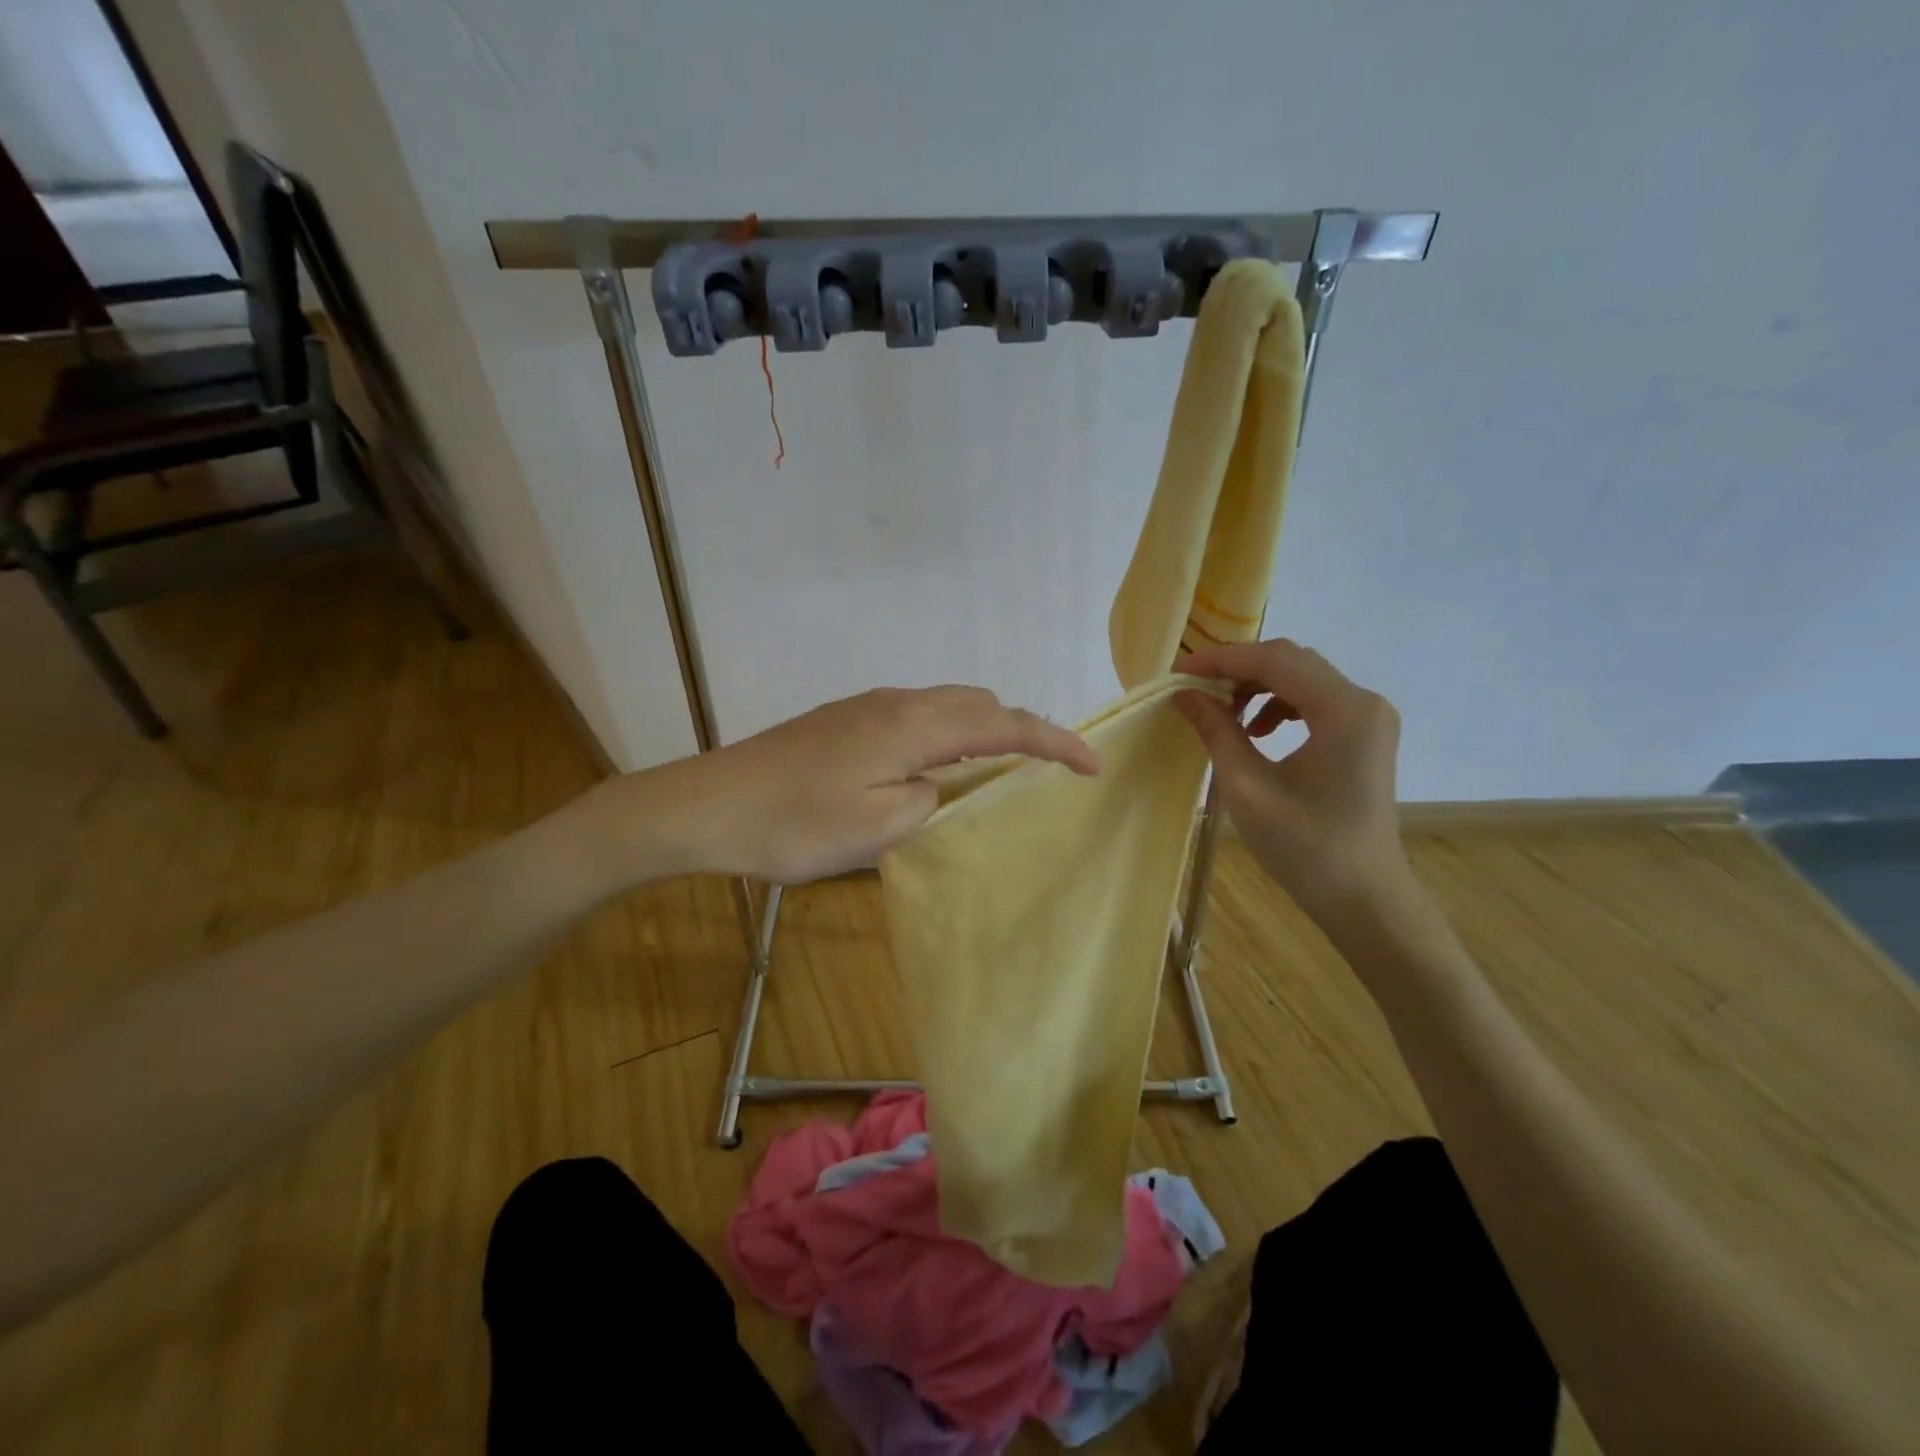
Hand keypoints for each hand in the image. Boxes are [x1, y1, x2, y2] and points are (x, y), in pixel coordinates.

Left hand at [646, 686, 1097, 882]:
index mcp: (913, 726)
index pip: (1004, 725)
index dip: (1054, 742)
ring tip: (994, 771)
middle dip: (1021, 729)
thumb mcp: (877, 829)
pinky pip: (917, 715)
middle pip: (979, 702)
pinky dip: (947, 734)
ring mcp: (867, 705)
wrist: (709, 803)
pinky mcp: (844, 718)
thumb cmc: (794, 824)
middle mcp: (897, 702)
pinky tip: (932, 769)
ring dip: (981, 730)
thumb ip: (930, 800)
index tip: (1091, 766)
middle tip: (1042, 769)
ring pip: (947, 704)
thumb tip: (940, 784)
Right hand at [1173, 639, 1410, 926]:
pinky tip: (1255, 731)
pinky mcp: (1364, 735)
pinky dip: (1277, 704)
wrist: (1364, 898)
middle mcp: (1363, 702)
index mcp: (1343, 710)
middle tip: (1193, 689)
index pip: (1274, 660)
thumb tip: (1184, 694)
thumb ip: (1217, 731)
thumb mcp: (1248, 787)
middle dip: (1237, 669)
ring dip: (1256, 686)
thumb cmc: (1305, 848)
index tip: (1178, 672)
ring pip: (1302, 677)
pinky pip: (1314, 700)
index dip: (1221, 660)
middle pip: (1291, 661)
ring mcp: (1368, 717)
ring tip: (1222, 714)